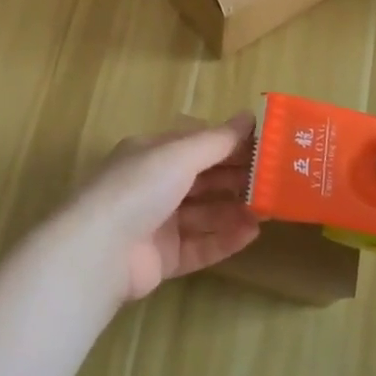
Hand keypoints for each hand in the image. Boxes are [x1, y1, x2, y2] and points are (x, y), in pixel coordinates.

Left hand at [63, 118, 261, 302]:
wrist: (100, 251)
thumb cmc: (138, 189)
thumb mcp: (178, 155)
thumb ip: (216, 141)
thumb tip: (249, 116)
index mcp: (151, 154)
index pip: (196, 144)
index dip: (230, 145)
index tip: (266, 147)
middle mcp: (153, 185)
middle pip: (202, 180)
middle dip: (237, 180)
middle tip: (276, 182)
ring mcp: (157, 223)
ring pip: (204, 214)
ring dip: (235, 210)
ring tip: (269, 210)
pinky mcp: (162, 258)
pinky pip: (200, 246)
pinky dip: (225, 239)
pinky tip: (252, 234)